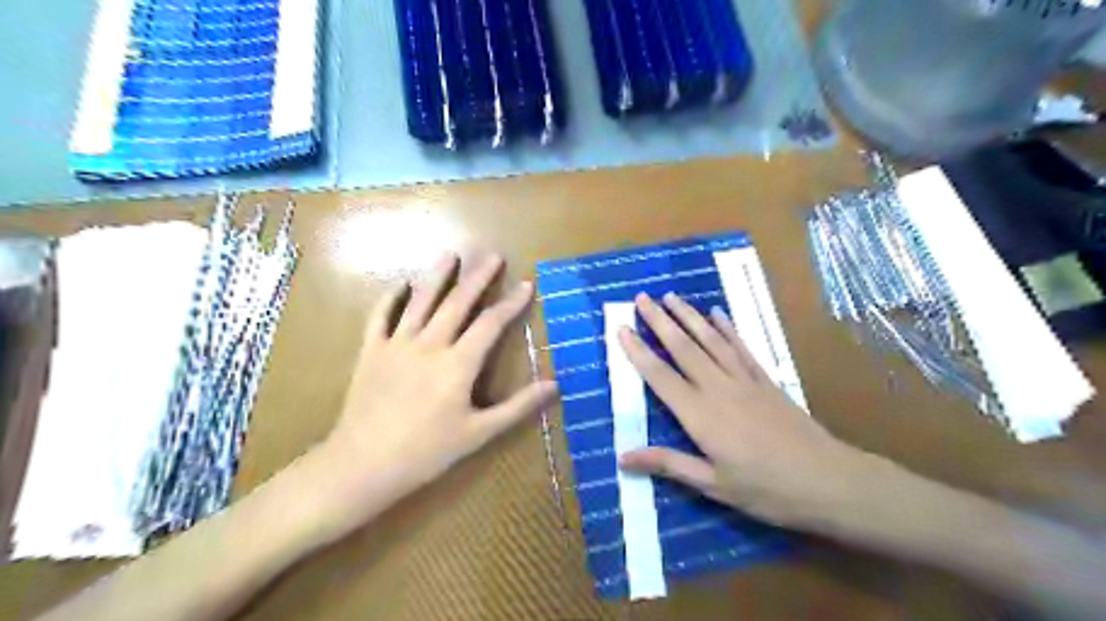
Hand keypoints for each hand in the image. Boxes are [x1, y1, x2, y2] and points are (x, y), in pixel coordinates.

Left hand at [312, 252, 556, 533]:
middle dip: (477, 277)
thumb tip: (555, 384)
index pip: (491, 323)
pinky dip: (390, 298)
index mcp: (458, 364)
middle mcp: (429, 344)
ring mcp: (397, 344)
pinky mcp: (371, 351)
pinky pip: (380, 316)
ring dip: (437, 277)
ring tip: (450, 255)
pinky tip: (400, 284)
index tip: (526, 283)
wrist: (364, 464)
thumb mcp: (479, 432)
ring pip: (420, 301)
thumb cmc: (427, 452)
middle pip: (457, 302)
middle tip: (492, 255)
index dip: (511, 303)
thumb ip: (518, 406)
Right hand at [621, 293, 863, 526]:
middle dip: (659, 321)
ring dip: (688, 316)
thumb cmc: (766, 489)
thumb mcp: (713, 485)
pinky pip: (741, 347)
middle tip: (641, 298)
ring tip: (671, 296)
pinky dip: (727, 327)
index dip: (638, 351)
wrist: (828, 480)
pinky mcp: (765, 379)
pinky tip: (717, 313)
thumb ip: (668, 464)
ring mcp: (743, 380)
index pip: (660, 376)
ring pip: (710, 340)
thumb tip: (623, 457)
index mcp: (700, 415)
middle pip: (682, 348)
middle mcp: (717, 388)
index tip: (621, 328)